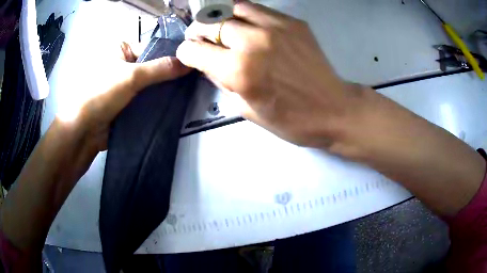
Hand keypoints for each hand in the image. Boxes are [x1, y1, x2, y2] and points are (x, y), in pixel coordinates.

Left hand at [59, 42, 190, 151]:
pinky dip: (157, 102)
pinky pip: (147, 99)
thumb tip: (190, 63)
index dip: (170, 56)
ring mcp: (125, 85)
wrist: (85, 131)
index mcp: (122, 50)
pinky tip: (174, 105)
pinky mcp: (128, 103)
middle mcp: (124, 65)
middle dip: (169, 76)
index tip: (191, 64)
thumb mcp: (131, 76)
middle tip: (191, 81)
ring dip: (164, 91)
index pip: (153, 48)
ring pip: (151, 85)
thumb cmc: (101, 94)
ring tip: (187, 94)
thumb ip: (161, 69)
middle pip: (153, 67)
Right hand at [177, 1, 359, 147]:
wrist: (333, 109)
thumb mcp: (246, 109)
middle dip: (198, 31)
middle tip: (202, 39)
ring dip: (221, 18)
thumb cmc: (291, 119)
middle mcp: (253, 41)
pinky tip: (248, 26)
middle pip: (210, 22)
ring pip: (233, 7)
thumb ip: (222, 81)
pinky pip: (259, 9)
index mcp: (239, 70)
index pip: (194, 49)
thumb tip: (208, 62)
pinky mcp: (293, 22)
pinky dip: (245, 15)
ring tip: (223, 28)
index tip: (189, 54)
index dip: (186, 52)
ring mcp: (275, 26)